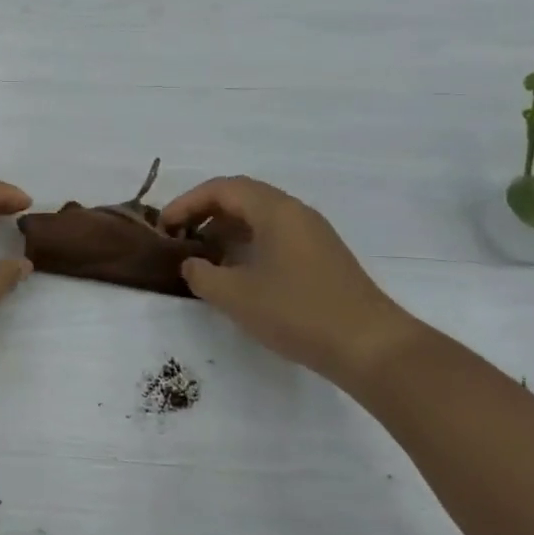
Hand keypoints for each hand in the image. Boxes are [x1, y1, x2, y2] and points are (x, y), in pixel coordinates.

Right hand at [160, 176, 419, 386]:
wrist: (369, 346)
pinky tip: (238, 271)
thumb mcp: (236, 296)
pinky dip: (248, 243)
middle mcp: (296, 212)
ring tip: (204, 255)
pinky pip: (276, 234)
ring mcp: (313, 233)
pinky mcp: (321, 256)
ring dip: (227, 229)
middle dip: (206, 212)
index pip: (222, 188)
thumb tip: (192, 263)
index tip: (164, 227)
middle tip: (180, 236)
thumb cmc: (298, 313)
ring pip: (260, 216)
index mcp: (275, 210)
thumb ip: (203, 275)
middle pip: (242, 196)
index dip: (188, 203)